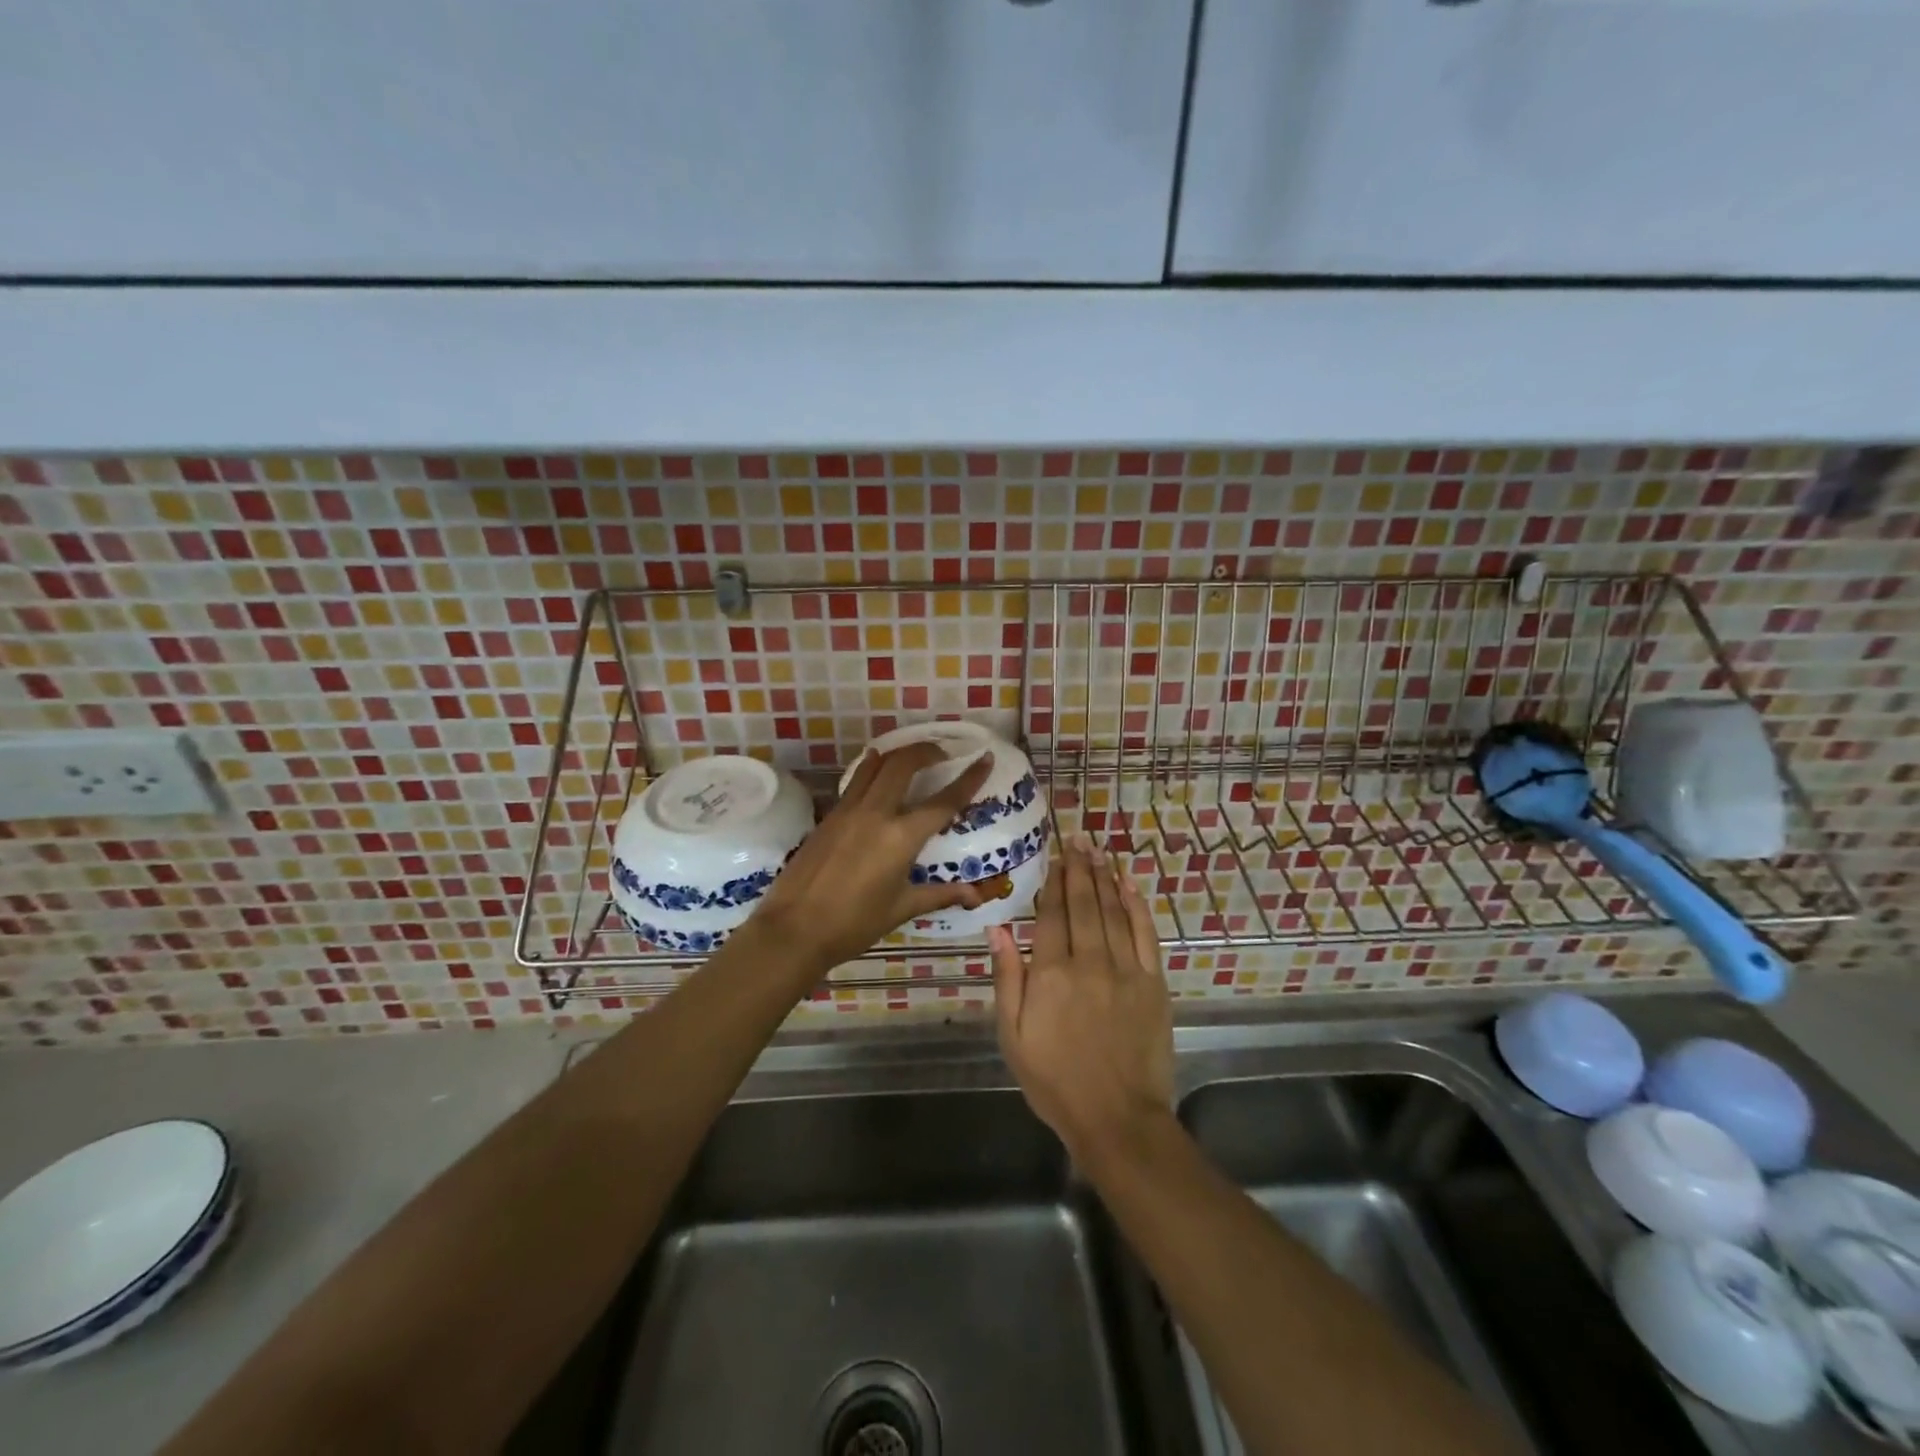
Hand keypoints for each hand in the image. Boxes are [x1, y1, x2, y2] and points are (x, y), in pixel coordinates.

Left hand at [752, 742, 994, 975]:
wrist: (794, 929)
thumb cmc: (853, 924)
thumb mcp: (901, 909)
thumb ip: (940, 895)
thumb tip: (975, 895)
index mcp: (901, 838)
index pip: (944, 801)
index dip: (968, 778)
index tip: (984, 758)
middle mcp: (876, 814)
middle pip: (904, 764)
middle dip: (927, 750)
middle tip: (942, 754)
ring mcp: (848, 811)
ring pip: (876, 765)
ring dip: (898, 754)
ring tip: (912, 756)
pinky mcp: (829, 816)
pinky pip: (855, 781)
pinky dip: (872, 769)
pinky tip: (876, 773)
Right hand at [989, 834, 1173, 1164]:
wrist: (1117, 1118)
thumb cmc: (1055, 1080)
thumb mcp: (1013, 1035)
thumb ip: (1006, 978)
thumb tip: (998, 928)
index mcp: (1050, 974)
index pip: (1052, 915)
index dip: (1053, 882)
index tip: (1054, 857)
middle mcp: (1089, 962)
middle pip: (1084, 904)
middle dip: (1079, 868)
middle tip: (1078, 838)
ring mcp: (1125, 970)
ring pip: (1113, 911)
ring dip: (1105, 877)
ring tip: (1098, 851)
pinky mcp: (1153, 983)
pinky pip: (1144, 934)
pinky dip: (1137, 906)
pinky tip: (1129, 885)